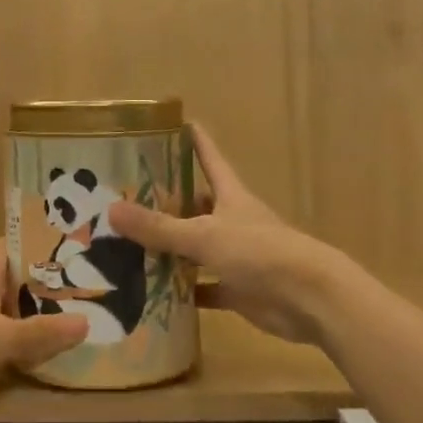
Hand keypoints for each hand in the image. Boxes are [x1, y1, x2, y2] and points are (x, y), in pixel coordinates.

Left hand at [0, 240, 87, 395]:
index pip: (7, 246)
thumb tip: (86, 322)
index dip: (29, 244)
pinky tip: (9, 353)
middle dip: (29, 284)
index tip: (56, 248)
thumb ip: (42, 333)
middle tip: (63, 293)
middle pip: (2, 278)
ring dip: (12, 312)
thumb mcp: (4, 338)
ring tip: (44, 324)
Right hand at [107, 123, 351, 344]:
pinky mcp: (239, 289)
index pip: (209, 158)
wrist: (310, 300)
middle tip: (127, 196)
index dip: (194, 140)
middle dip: (167, 200)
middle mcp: (233, 220)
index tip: (175, 122)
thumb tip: (112, 209)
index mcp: (230, 196)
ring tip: (129, 244)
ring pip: (197, 247)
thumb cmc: (260, 252)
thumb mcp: (205, 235)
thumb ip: (160, 227)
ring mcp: (236, 255)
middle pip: (196, 204)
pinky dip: (184, 290)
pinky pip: (205, 287)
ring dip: (170, 248)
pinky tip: (154, 293)